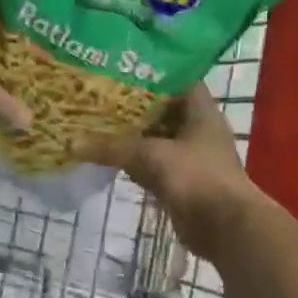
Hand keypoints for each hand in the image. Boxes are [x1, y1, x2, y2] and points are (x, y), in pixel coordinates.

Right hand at [83, 84, 259, 261]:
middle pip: (163, 110)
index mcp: (201, 111)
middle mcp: (198, 130)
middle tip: (100, 95)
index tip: (121, 69)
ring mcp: (192, 157)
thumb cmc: (195, 177)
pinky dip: (136, 162)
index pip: (178, 79)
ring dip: (133, 136)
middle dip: (134, 106)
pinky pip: (155, 165)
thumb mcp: (151, 155)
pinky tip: (110, 158)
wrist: (224, 228)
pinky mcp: (183, 182)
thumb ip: (112, 147)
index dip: (152, 73)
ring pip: (157, 139)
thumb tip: (72, 143)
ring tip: (97, 123)